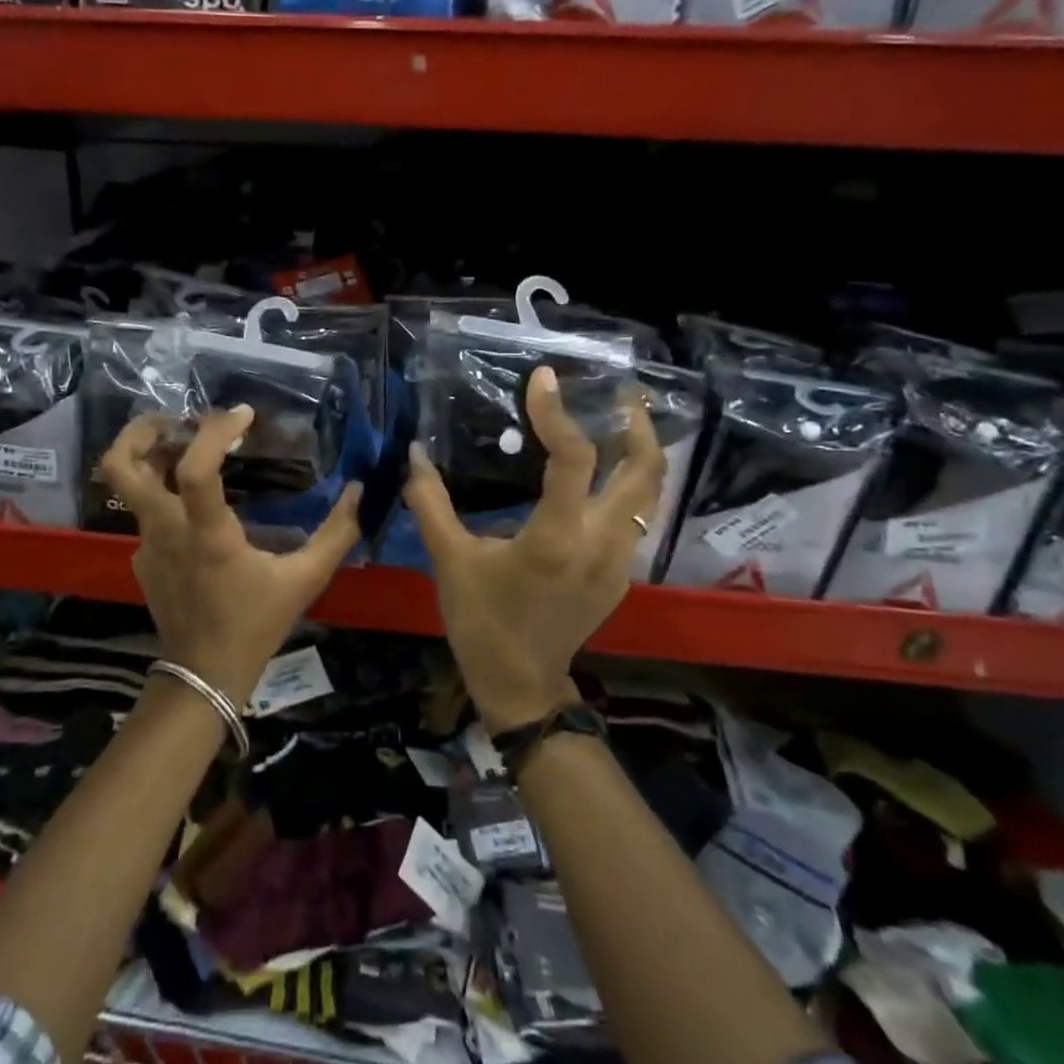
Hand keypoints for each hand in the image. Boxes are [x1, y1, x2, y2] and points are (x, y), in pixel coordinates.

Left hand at [101, 406, 362, 703]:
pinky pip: (145, 512)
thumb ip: (336, 534)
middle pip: (121, 466)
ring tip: (185, 444)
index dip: (215, 432)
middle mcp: (167, 533)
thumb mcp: (305, 580)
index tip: (244, 414)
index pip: (194, 470)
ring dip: (149, 455)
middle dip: (140, 430)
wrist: (205, 675)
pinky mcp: (141, 558)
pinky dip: (164, 491)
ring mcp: (146, 545)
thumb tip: (359, 491)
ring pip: (126, 485)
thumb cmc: (256, 624)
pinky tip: (195, 503)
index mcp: (208, 536)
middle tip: (177, 418)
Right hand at [403, 368, 663, 732]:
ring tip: (616, 420)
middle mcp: (601, 544)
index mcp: (556, 538)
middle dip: (638, 424)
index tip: (543, 378)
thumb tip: (414, 454)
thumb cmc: (481, 621)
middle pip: (645, 470)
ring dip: (639, 452)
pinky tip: (601, 474)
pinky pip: (636, 516)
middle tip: (619, 392)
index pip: (573, 458)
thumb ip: (430, 503)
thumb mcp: (449, 560)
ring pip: (649, 493)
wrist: (520, 684)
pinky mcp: (622, 574)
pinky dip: (627, 483)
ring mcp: (620, 561)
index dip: (558, 412)